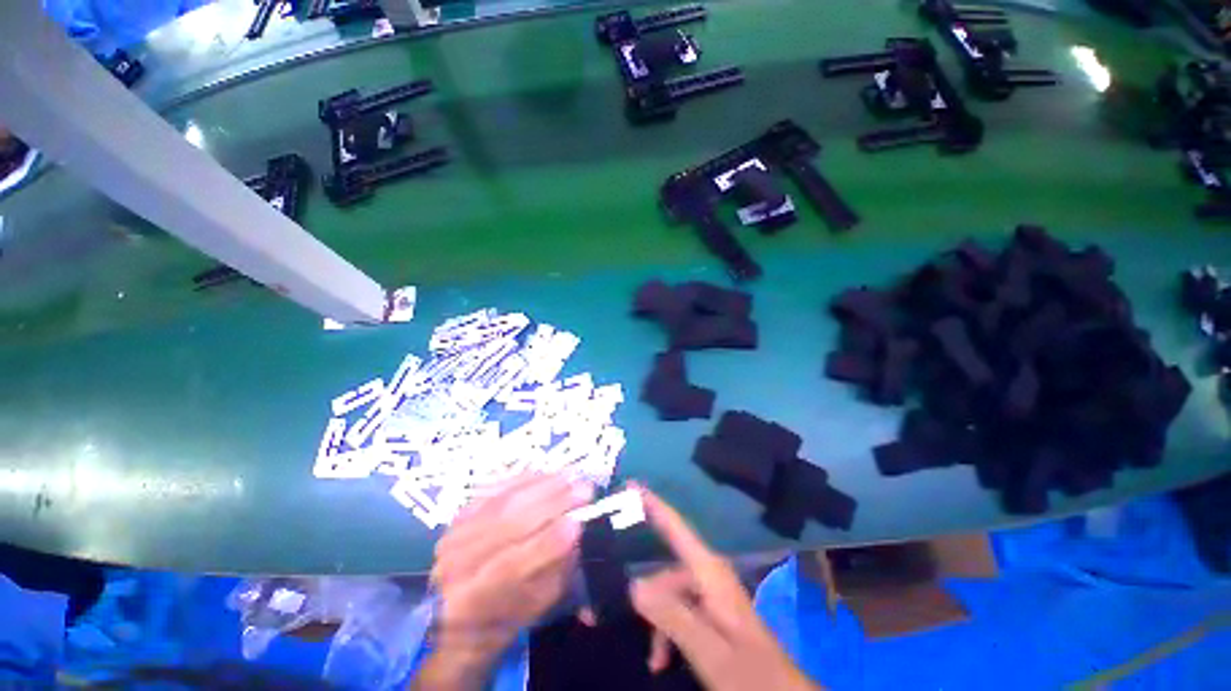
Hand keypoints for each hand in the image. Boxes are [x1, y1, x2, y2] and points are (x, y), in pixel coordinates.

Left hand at [414, 473, 591, 689]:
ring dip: (543, 485)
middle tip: (583, 489)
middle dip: (552, 504)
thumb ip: (554, 569)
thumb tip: (575, 528)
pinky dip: (524, 479)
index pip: (510, 567)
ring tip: (571, 476)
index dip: (546, 544)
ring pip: (504, 502)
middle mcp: (456, 565)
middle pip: (507, 526)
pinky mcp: (457, 515)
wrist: (456, 616)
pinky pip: (495, 489)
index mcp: (472, 602)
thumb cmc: (504, 618)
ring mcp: (453, 536)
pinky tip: (547, 473)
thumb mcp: (535, 606)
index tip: (578, 522)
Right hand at [629, 486, 818, 690]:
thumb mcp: (707, 648)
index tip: (631, 486)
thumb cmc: (749, 672)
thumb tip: (633, 584)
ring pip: (671, 595)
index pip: (676, 527)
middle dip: (645, 593)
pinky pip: (681, 610)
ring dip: (658, 622)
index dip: (653, 504)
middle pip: (666, 571)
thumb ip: (671, 614)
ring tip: (653, 658)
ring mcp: (712, 593)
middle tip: (619, 611)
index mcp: (709, 571)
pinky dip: (668, 630)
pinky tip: (662, 658)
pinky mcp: (713, 612)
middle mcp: (709, 574)